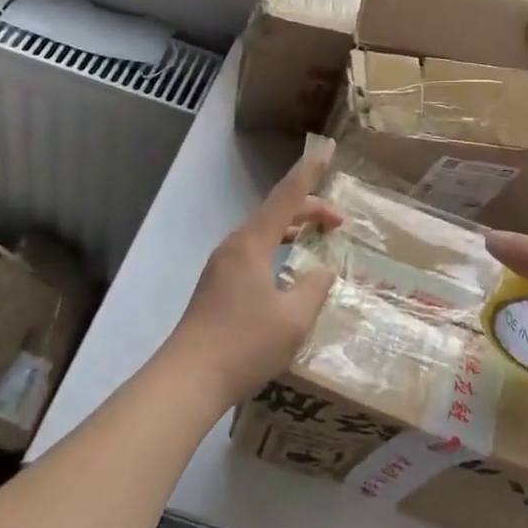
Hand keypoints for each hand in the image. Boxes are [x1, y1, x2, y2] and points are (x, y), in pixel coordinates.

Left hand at [161, 142, 341, 407]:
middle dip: (309, 208)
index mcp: (252, 243)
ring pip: (264, 232)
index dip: (311, 170)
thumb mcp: (293, 317)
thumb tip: (323, 271)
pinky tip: (289, 269)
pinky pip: (255, 251)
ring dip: (293, 228)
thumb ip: (314, 287)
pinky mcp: (218, 286)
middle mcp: (234, 245)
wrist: (187, 381)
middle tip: (340, 221)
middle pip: (276, 212)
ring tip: (318, 235)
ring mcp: (222, 266)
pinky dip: (278, 247)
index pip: (288, 195)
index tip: (328, 146)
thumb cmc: (244, 344)